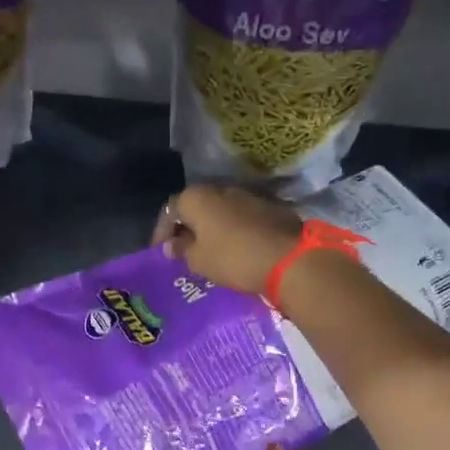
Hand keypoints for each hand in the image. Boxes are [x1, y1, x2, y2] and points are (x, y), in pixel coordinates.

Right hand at [153, 184, 301, 294]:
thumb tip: (172, 245)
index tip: (161, 252)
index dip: (162, 231)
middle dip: (188, 227)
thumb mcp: (199, 260)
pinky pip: (241, 217)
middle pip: (196, 206)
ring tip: (209, 250)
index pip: (170, 210)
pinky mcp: (269, 207)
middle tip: (184, 250)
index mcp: (197, 197)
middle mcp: (221, 189)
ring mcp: (248, 195)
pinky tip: (234, 248)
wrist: (288, 258)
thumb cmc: (233, 258)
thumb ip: (182, 249)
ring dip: (212, 227)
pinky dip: (233, 229)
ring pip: (220, 210)